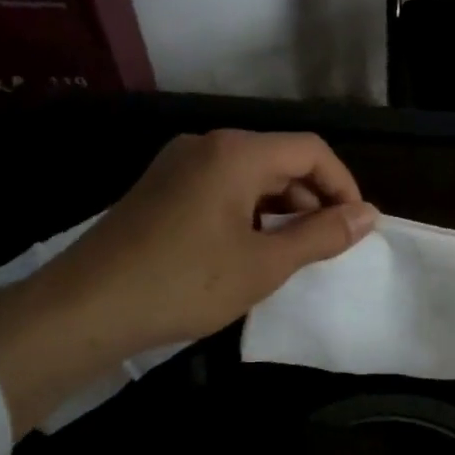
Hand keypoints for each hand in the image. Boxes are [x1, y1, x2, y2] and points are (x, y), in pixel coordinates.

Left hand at [0, 130, 375, 434]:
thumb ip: (321, 235)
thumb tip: (369, 215)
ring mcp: (176, 164)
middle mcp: (206, 145)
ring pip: (249, 175)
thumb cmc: (184, 283)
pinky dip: (248, 211)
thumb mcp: (264, 264)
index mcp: (235, 153)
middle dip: (313, 197)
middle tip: (328, 243)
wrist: (84, 308)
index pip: (310, 150)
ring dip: (281, 206)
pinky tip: (249, 248)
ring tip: (293, 250)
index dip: (343, 185)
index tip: (357, 226)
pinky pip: (220, 187)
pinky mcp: (159, 188)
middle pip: (279, 158)